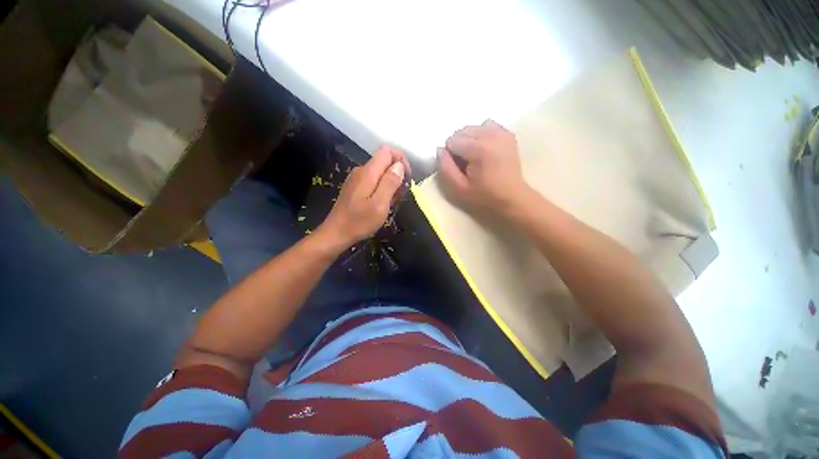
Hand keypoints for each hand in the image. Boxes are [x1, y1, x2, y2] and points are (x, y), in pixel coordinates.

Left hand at [317, 145, 407, 250]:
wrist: (336, 233)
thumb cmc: (359, 222)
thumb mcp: (380, 204)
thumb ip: (390, 182)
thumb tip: (399, 165)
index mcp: (368, 172)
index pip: (387, 151)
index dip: (401, 160)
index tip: (407, 178)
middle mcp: (362, 171)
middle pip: (385, 161)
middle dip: (397, 174)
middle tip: (401, 195)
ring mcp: (357, 179)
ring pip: (380, 172)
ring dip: (391, 183)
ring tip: (393, 202)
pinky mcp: (355, 187)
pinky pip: (374, 181)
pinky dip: (383, 188)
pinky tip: (383, 203)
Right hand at [437, 120, 529, 212]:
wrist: (512, 197)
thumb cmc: (484, 196)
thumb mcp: (459, 188)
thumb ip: (445, 168)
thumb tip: (440, 150)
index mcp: (478, 148)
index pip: (451, 141)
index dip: (450, 156)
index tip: (459, 169)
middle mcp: (490, 134)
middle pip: (461, 131)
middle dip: (458, 146)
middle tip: (466, 164)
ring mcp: (501, 132)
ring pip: (473, 128)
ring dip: (469, 140)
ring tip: (475, 157)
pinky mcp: (507, 134)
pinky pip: (487, 126)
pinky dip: (481, 135)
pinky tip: (484, 149)